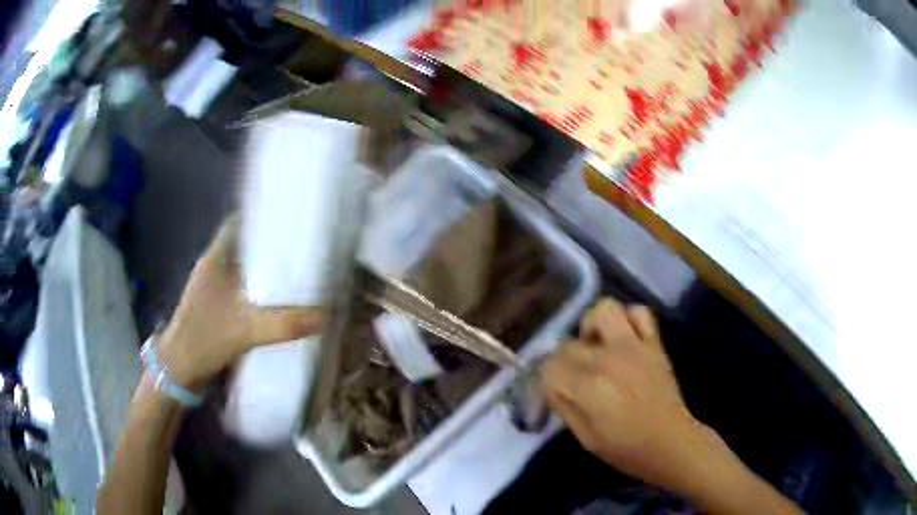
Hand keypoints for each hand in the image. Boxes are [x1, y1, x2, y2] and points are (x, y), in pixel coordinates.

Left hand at [157, 216, 324, 389]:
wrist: (180, 369)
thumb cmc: (206, 338)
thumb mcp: (247, 330)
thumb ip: (285, 323)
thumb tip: (326, 316)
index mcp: (215, 258)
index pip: (238, 222)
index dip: (262, 217)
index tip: (290, 219)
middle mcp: (213, 266)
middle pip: (244, 243)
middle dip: (270, 243)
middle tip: (301, 246)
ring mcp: (212, 286)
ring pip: (242, 266)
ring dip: (264, 267)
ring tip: (294, 269)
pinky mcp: (215, 305)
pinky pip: (240, 287)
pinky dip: (257, 288)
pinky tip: (275, 299)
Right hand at [541, 298, 722, 492]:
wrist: (670, 442)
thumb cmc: (625, 448)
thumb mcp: (584, 437)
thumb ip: (565, 406)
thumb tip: (553, 386)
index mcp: (588, 387)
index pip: (549, 367)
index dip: (547, 381)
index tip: (554, 393)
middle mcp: (607, 359)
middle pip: (568, 344)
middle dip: (563, 362)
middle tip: (573, 379)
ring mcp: (633, 346)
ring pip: (603, 310)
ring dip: (593, 327)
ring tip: (596, 347)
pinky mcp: (653, 343)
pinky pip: (639, 313)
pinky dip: (628, 320)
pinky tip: (624, 339)